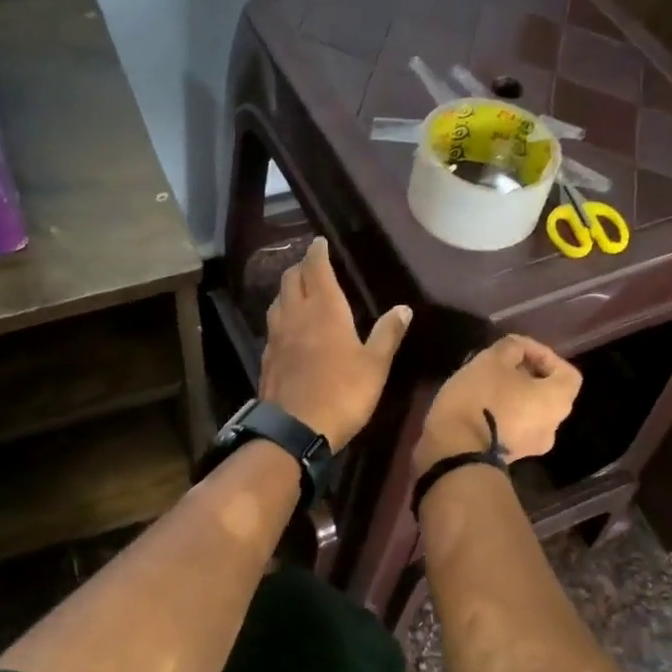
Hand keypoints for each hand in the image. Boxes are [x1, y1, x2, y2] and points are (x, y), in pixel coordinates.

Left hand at [260, 237, 410, 447]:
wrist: (294, 429)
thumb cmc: (343, 393)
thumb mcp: (375, 365)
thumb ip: (388, 334)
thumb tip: (404, 308)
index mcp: (325, 309)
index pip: (317, 269)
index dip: (317, 252)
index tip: (319, 242)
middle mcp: (297, 315)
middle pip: (292, 279)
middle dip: (301, 266)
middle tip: (311, 264)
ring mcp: (277, 336)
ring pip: (278, 300)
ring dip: (287, 289)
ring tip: (298, 289)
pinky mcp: (268, 357)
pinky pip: (272, 325)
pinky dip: (280, 315)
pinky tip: (287, 327)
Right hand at [415, 335, 581, 472]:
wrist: (455, 451)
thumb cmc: (481, 399)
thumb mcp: (492, 360)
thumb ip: (511, 348)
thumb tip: (517, 350)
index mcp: (557, 401)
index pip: (567, 372)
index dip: (545, 355)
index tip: (517, 348)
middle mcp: (552, 426)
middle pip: (548, 393)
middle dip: (526, 374)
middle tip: (499, 363)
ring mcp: (532, 446)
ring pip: (529, 411)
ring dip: (513, 394)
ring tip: (486, 382)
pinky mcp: (509, 456)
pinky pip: (513, 427)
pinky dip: (503, 412)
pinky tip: (479, 404)